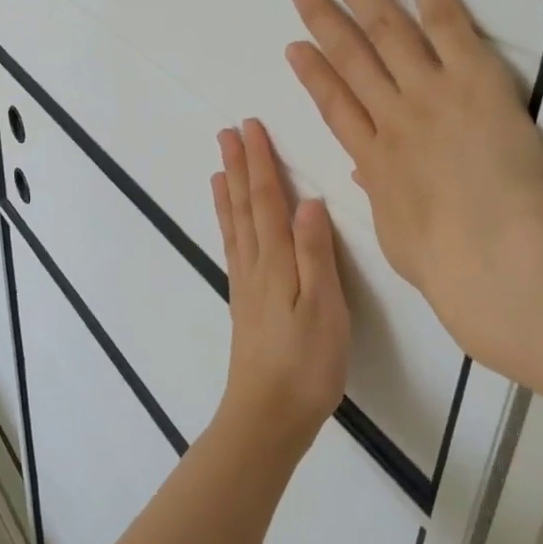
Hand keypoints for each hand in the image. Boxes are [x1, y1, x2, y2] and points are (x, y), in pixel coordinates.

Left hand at [211, 119, 351, 457]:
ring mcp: (246, 284)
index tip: (250, 127)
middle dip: (239, 166)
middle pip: (244, 205)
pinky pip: (233, 247)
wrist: (267, 416)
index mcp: (277, 261)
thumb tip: (309, 201)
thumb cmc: (306, 363)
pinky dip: (227, 224)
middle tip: (227, 132)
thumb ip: (316, 254)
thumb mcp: (324, 308)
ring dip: (227, 190)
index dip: (260, 162)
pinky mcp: (244, 302)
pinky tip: (228, 221)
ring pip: (234, 224)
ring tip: (218, 165)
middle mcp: (256, 265)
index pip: (267, 200)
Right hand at [285, 0, 542, 367]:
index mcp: (374, 160)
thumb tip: (367, 173)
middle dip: (323, 20)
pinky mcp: (472, 76)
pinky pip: (444, 20)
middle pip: (350, 58)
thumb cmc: (451, 264)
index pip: (335, 106)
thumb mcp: (401, 238)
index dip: (313, 73)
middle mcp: (392, 116)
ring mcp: (429, 92)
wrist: (499, 257)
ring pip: (384, 31)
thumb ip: (382, 198)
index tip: (295, 48)